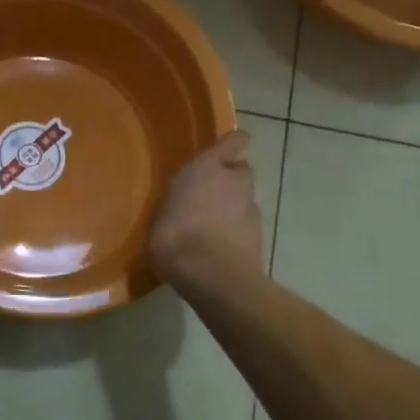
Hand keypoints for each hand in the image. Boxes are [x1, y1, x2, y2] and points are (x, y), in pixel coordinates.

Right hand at [148, 131, 262, 291]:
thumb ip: (175, 203)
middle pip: (240, 171)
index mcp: (207, 168)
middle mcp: (234, 181)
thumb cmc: (176, 236)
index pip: (234, 142)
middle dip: (230, 178)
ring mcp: (251, 209)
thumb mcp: (160, 214)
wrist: (214, 277)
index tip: (225, 150)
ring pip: (244, 198)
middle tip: (209, 193)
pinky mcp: (259, 235)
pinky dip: (236, 230)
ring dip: (233, 205)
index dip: (232, 144)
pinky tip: (219, 245)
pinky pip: (246, 224)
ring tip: (212, 223)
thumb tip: (177, 208)